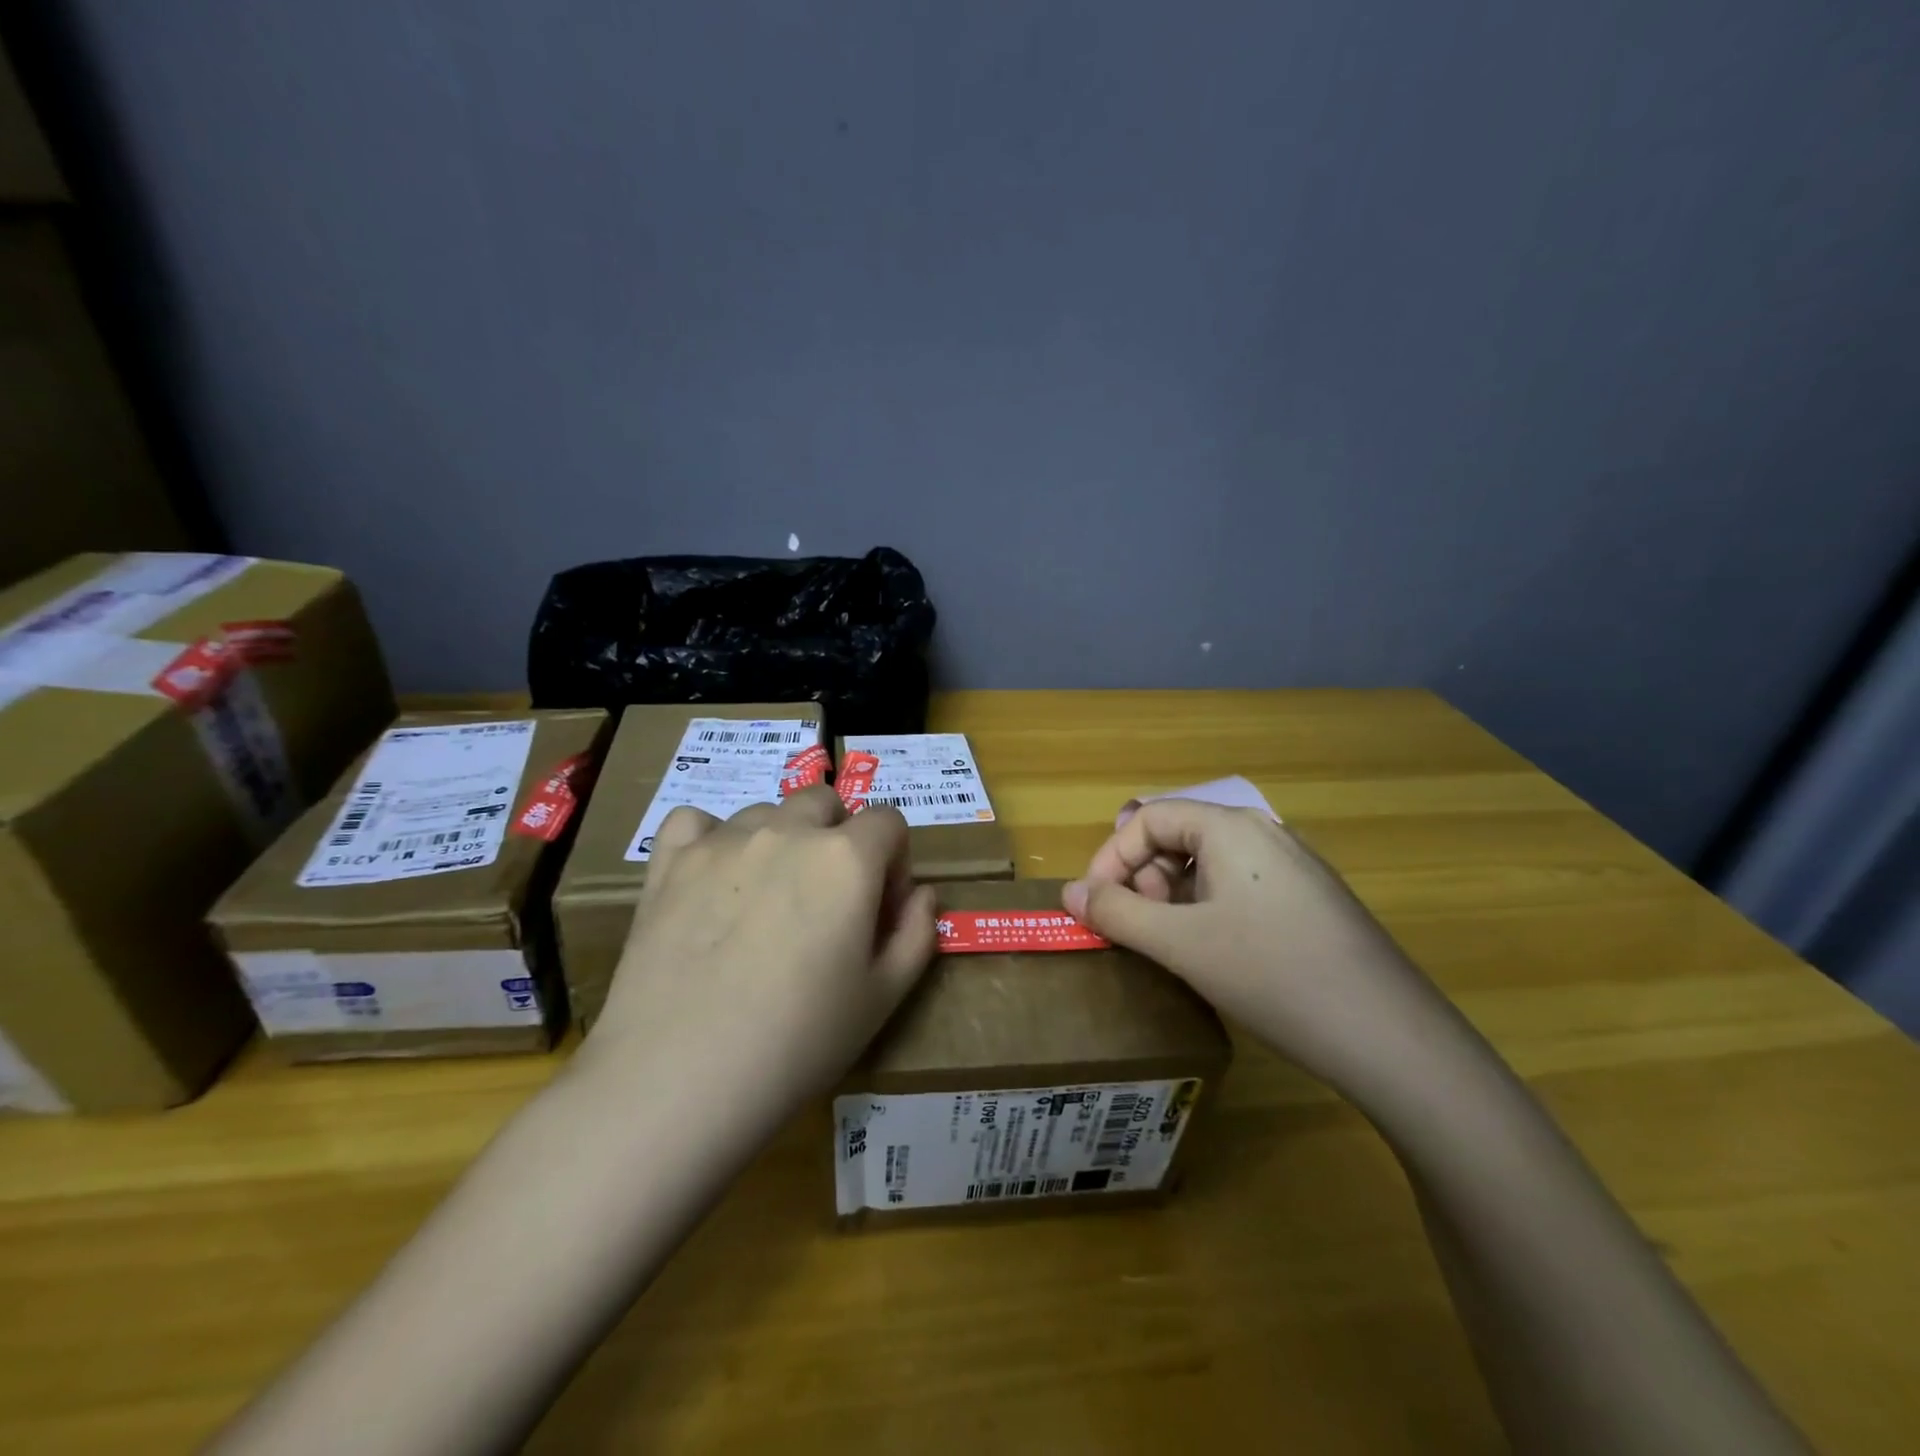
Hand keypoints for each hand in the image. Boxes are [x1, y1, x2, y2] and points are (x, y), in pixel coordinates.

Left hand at [585, 786, 938, 1128]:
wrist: (679, 1079)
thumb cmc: (798, 1042)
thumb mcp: (883, 998)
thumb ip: (916, 934)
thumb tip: (921, 895)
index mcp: (847, 858)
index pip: (889, 821)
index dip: (894, 861)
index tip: (881, 909)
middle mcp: (787, 832)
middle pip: (825, 803)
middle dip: (839, 837)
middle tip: (826, 900)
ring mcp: (722, 842)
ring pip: (765, 812)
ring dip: (780, 840)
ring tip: (767, 901)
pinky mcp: (669, 863)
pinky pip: (695, 822)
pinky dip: (710, 839)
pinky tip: (711, 880)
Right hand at [1063, 800, 1451, 1098]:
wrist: (1391, 1038)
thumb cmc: (1272, 975)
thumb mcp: (1181, 945)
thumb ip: (1116, 915)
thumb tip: (1069, 893)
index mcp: (1230, 828)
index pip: (1148, 818)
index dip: (1110, 857)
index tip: (1095, 905)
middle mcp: (1263, 833)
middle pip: (1178, 836)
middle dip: (1142, 878)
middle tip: (1138, 929)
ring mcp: (1293, 866)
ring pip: (1208, 865)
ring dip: (1173, 897)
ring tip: (1173, 945)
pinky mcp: (1311, 900)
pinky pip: (1239, 887)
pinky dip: (1208, 910)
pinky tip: (1218, 954)